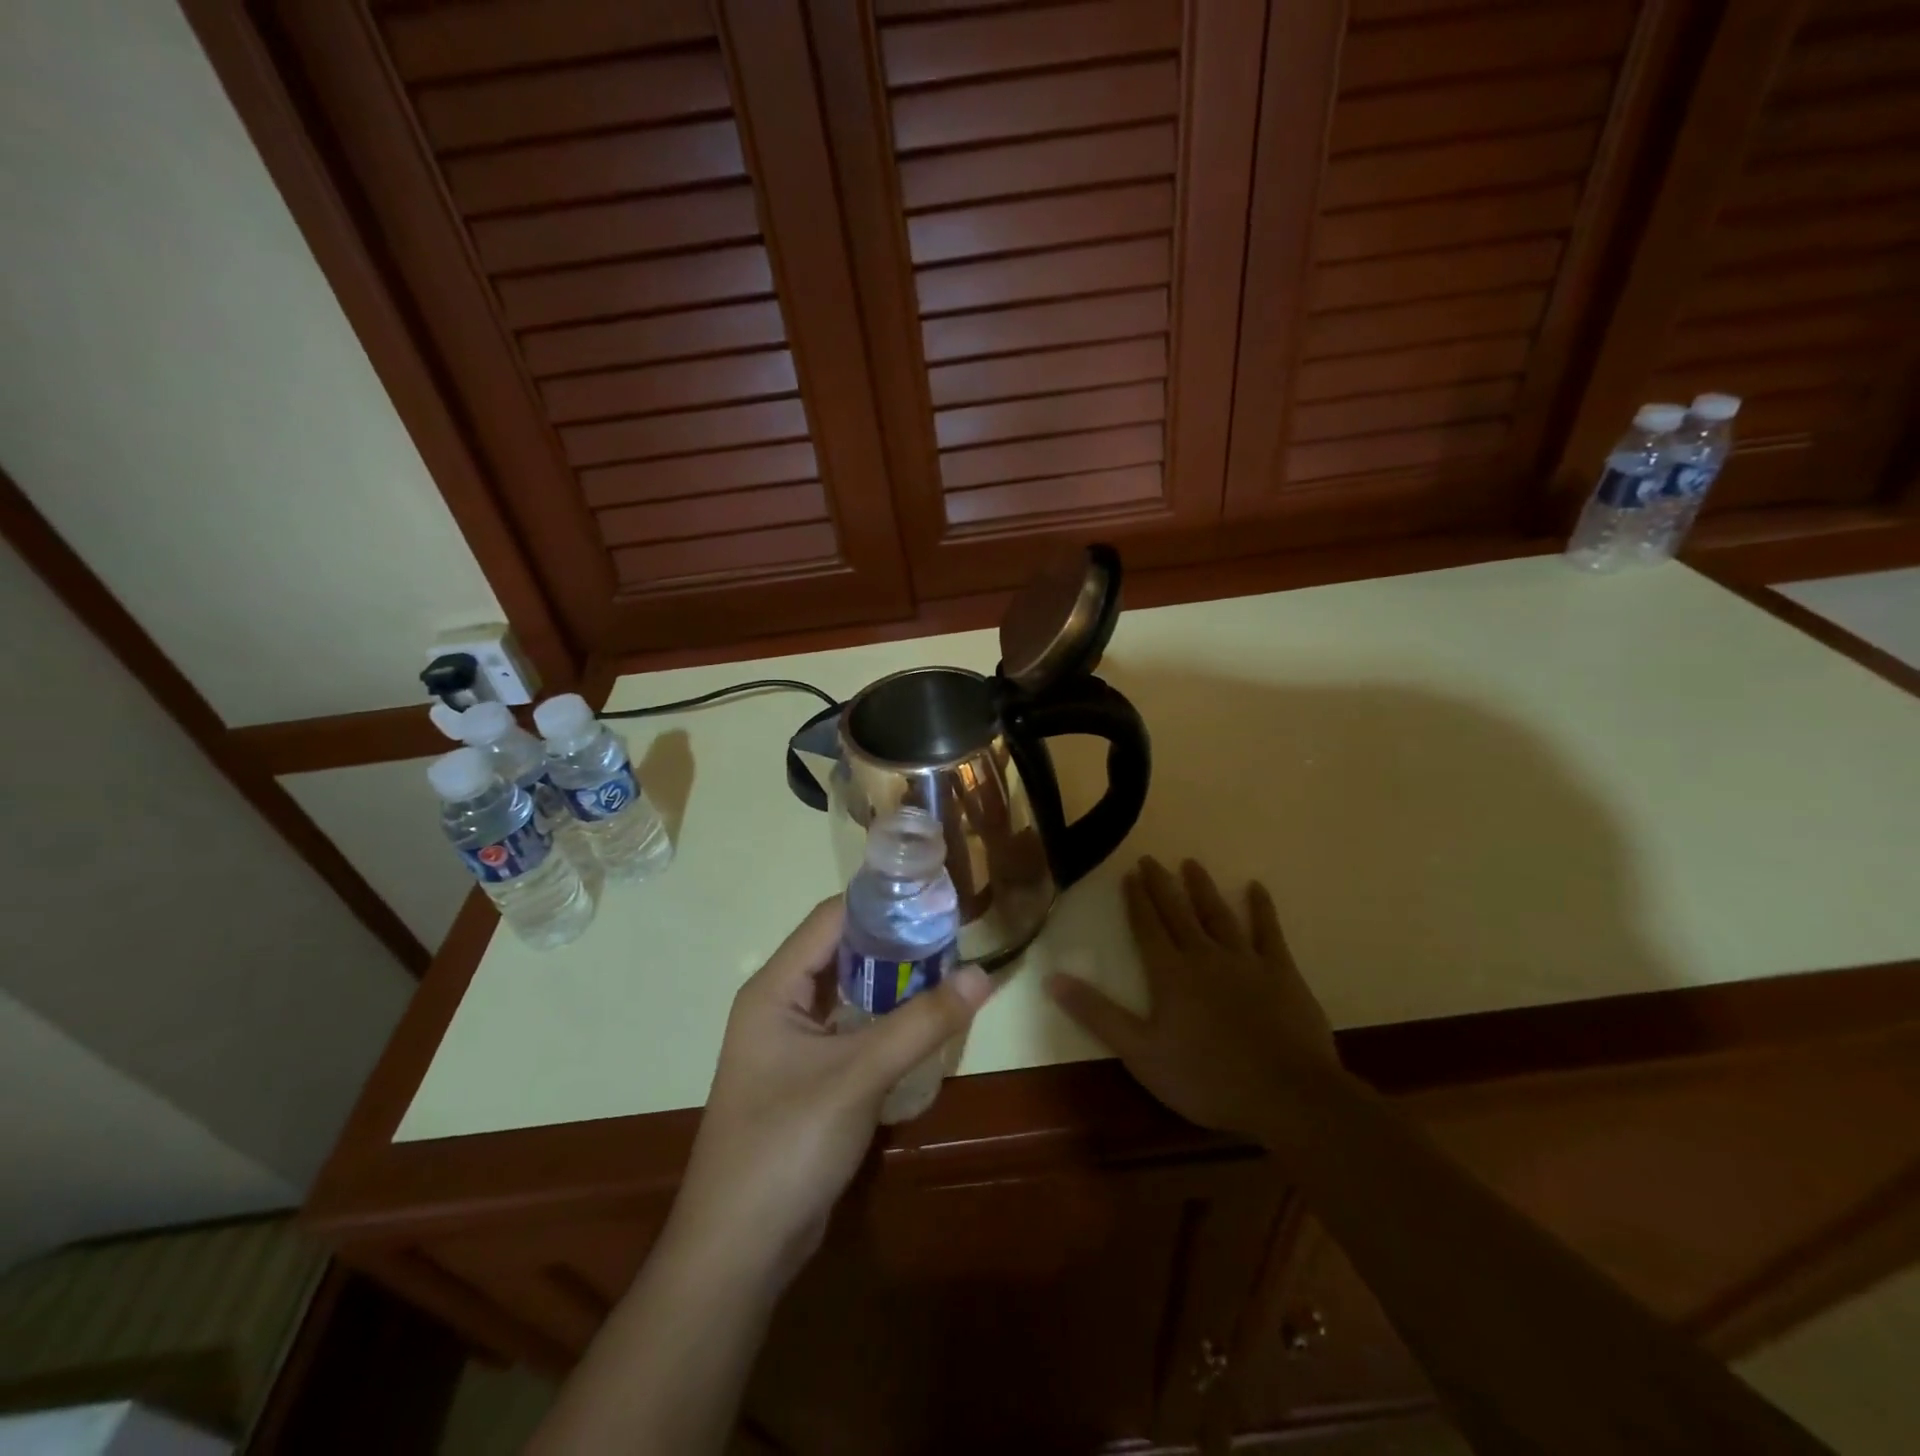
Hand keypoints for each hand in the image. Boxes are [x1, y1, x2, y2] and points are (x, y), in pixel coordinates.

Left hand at [671, 898, 992, 1287]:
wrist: (739, 1251)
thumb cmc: (788, 1144)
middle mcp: (779, 1004)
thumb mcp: (860, 1076)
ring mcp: (792, 1044)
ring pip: (848, 993)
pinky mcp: (808, 1077)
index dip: (881, 903)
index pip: (831, 919)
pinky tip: (924, 1020)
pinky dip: (884, 1019)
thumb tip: (984, 973)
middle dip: (894, 942)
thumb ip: (922, 1022)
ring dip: (892, 982)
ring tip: (948, 968)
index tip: (934, 898)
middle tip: (952, 935)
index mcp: (775, 988)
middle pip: (842, 952)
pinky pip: (851, 1029)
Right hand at [1048, 857, 1338, 1140]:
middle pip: (1178, 912)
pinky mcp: (1281, 972)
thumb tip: (1051, 978)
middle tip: (1151, 859)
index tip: (1129, 874)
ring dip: (1203, 889)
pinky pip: (1268, 931)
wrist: (1285, 1095)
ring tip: (1191, 864)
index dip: (1136, 900)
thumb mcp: (1140, 1052)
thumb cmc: (1205, 1078)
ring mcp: (1245, 961)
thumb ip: (1096, 1013)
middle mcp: (1204, 956)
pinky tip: (1256, 888)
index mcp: (1169, 973)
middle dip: (1162, 885)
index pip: (1147, 927)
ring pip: (1218, 915)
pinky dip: (1261, 908)